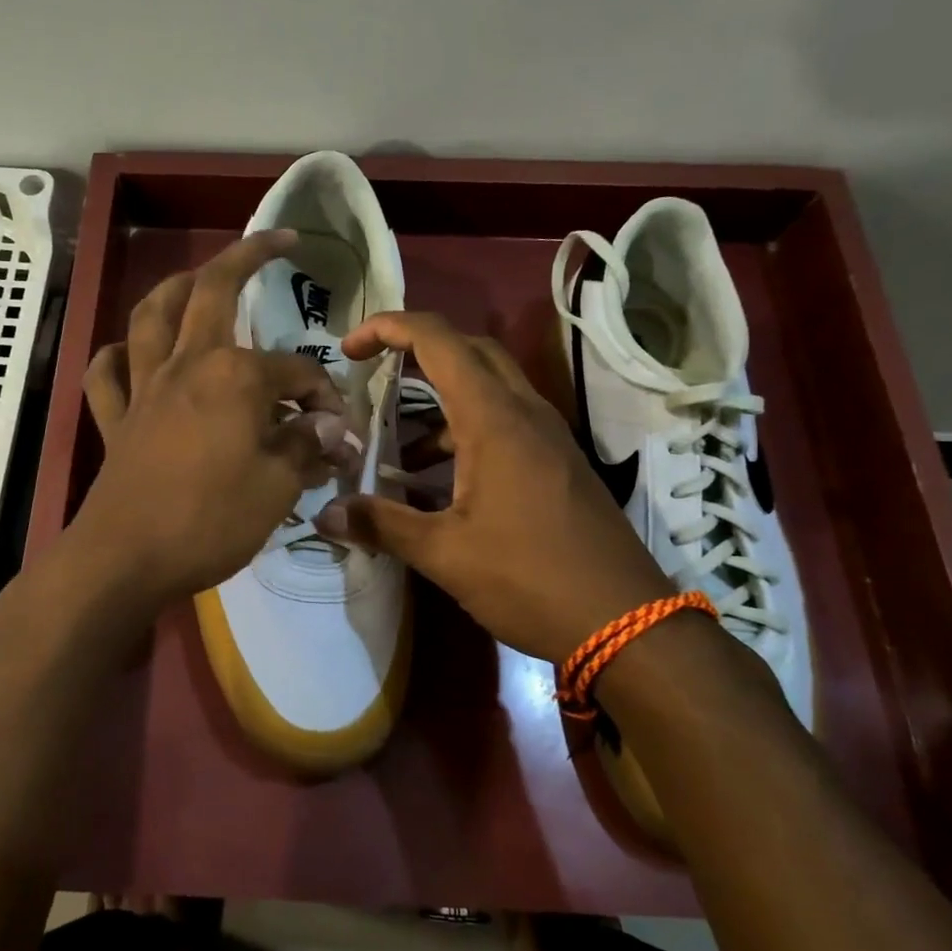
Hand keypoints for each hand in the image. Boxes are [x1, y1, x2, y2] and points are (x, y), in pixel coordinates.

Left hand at [69, 232, 343, 604]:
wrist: (126, 559)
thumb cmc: (211, 521)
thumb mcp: (278, 487)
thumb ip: (306, 447)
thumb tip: (333, 428)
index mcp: (234, 376)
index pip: (295, 373)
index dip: (324, 399)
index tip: (339, 434)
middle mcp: (187, 364)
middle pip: (213, 292)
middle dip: (248, 256)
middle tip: (277, 240)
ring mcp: (144, 388)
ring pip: (151, 316)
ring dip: (175, 287)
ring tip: (196, 277)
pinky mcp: (115, 420)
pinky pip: (106, 374)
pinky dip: (116, 355)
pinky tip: (129, 352)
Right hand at [315, 311, 670, 662]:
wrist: (626, 622)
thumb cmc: (530, 578)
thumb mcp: (444, 554)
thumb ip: (382, 525)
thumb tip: (325, 515)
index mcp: (494, 419)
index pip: (437, 340)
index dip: (388, 328)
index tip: (350, 349)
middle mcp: (525, 412)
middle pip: (468, 351)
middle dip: (416, 352)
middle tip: (374, 376)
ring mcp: (548, 436)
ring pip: (488, 388)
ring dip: (438, 403)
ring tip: (395, 448)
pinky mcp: (558, 462)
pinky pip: (505, 422)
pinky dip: (464, 433)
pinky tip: (438, 483)